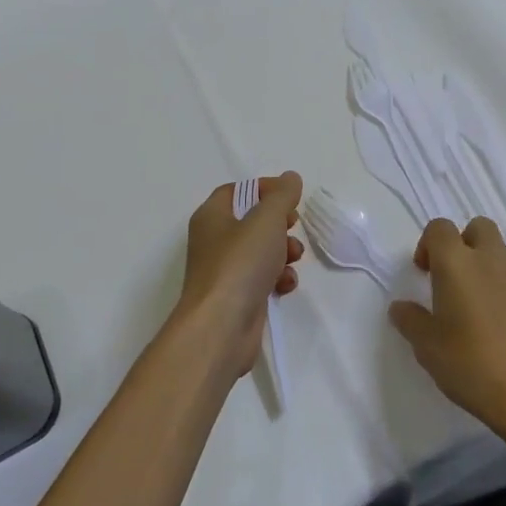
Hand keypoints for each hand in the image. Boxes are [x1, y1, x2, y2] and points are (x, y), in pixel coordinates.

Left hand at [171, 172, 304, 381]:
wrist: (221, 327)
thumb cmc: (240, 263)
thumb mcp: (266, 219)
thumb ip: (281, 195)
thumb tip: (290, 178)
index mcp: (212, 216)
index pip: (237, 191)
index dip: (264, 189)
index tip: (290, 196)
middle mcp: (214, 241)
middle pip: (252, 221)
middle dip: (279, 223)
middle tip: (293, 225)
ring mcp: (225, 271)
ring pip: (261, 251)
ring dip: (283, 252)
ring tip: (293, 258)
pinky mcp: (238, 297)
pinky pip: (262, 278)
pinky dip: (278, 278)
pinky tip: (285, 285)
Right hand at [389, 216, 505, 444]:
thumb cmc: (471, 366)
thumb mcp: (427, 348)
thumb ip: (410, 320)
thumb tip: (401, 307)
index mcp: (456, 263)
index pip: (439, 228)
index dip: (429, 245)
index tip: (426, 273)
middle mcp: (493, 258)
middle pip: (479, 228)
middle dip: (467, 245)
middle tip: (460, 281)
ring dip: (495, 273)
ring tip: (491, 313)